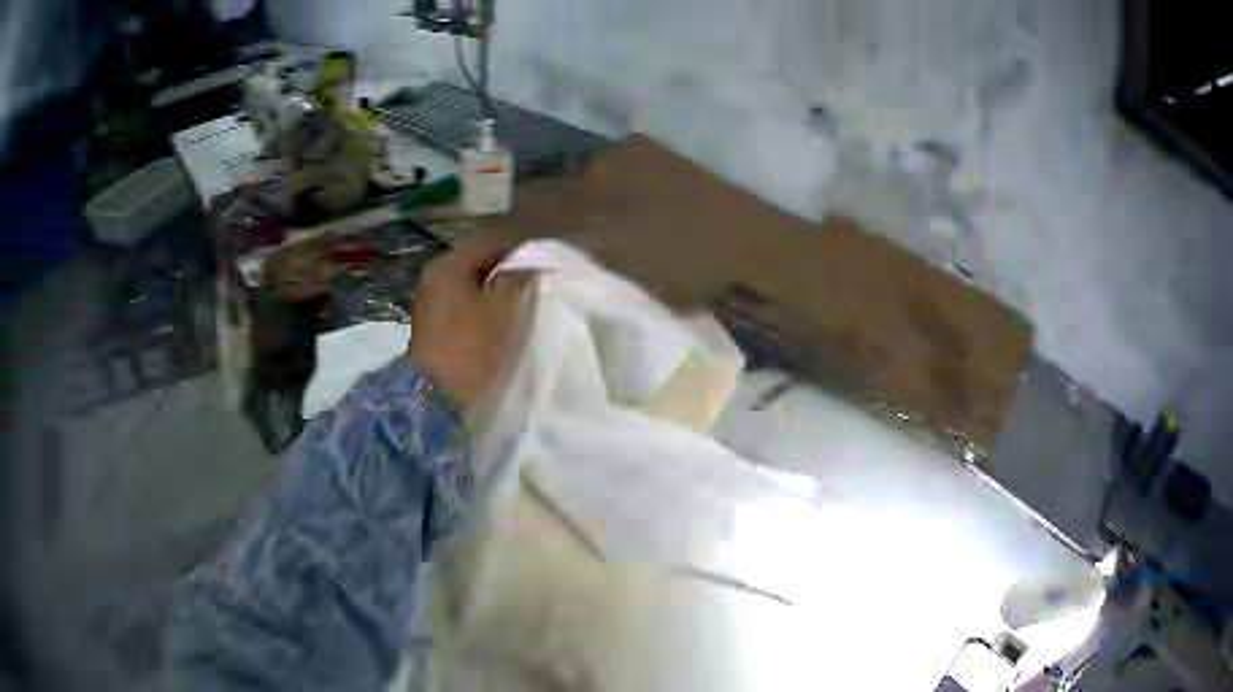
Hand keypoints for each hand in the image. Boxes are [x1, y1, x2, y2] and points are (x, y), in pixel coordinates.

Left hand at [408, 236, 526, 413]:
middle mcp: (434, 278)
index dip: (519, 247)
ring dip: (495, 290)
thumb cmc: (473, 346)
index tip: (545, 260)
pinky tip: (501, 321)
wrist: (438, 401)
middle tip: (536, 282)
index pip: (489, 240)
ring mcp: (430, 305)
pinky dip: (483, 308)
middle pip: (478, 261)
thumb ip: (519, 275)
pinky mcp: (433, 329)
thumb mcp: (504, 306)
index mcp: (447, 265)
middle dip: (507, 269)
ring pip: (471, 285)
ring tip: (522, 303)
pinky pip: (463, 306)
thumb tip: (530, 261)